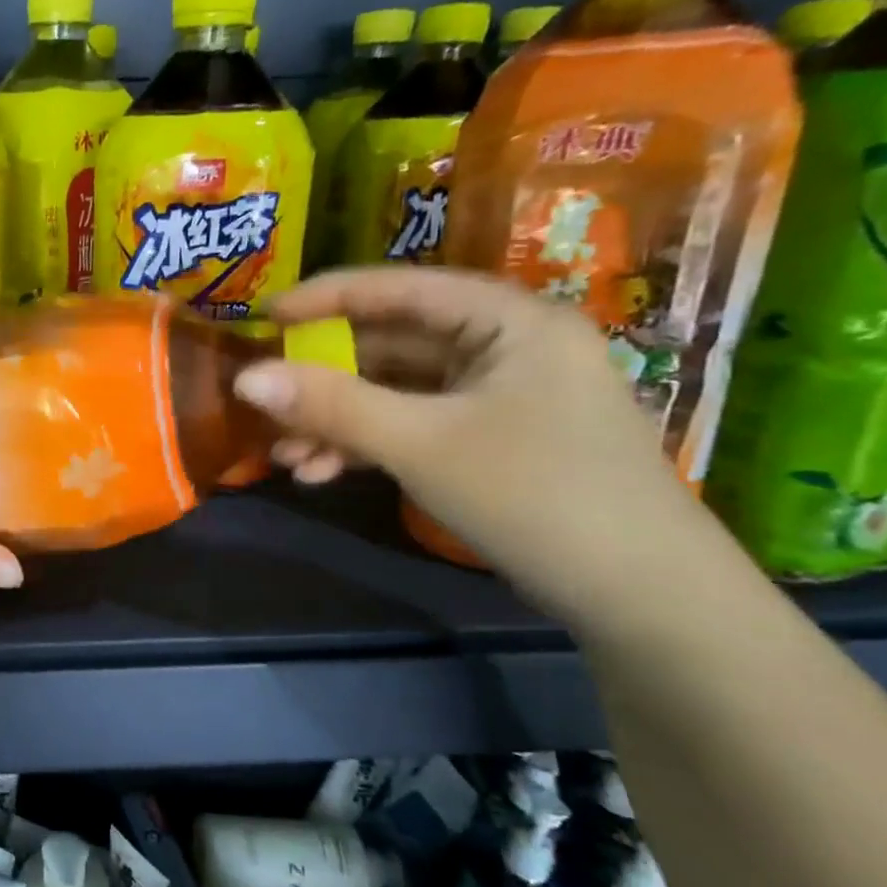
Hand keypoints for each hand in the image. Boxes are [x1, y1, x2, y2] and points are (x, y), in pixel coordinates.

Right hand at [232, 267, 722, 622]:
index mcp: (509, 321)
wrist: (642, 598)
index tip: (264, 317)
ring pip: (397, 392)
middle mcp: (506, 347)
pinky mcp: (492, 441)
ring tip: (288, 458)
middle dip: (324, 380)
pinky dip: (368, 445)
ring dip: (339, 421)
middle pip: (393, 345)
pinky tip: (324, 473)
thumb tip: (244, 379)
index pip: (402, 288)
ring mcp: (500, 397)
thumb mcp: (421, 445)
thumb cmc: (536, 496)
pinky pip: (414, 426)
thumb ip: (331, 406)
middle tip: (267, 402)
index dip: (326, 298)